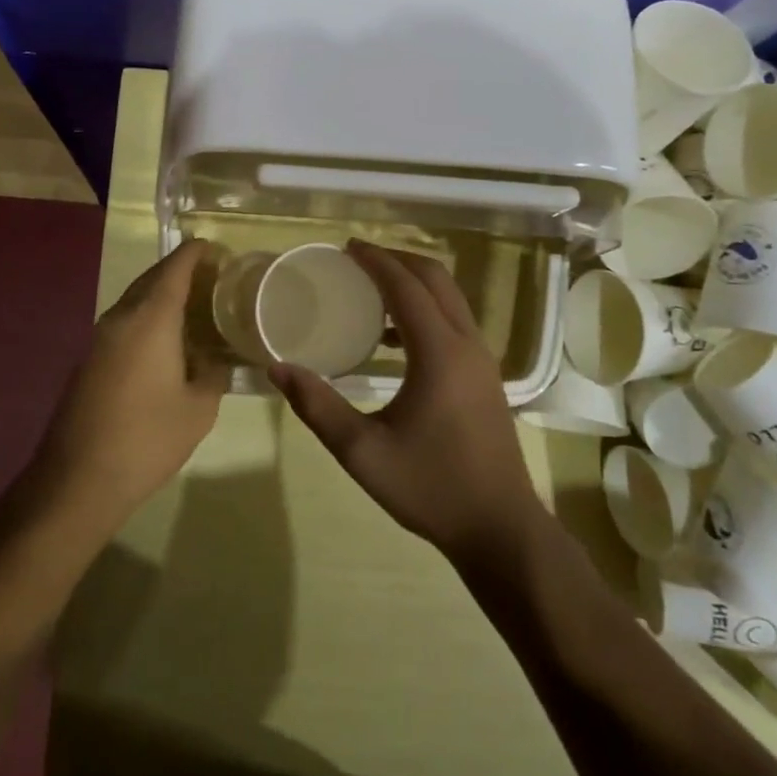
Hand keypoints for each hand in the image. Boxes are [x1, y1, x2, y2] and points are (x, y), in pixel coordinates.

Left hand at [33, 240, 229, 532]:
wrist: (78, 479)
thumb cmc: (148, 438)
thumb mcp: (199, 408)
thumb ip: (213, 374)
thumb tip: (215, 360)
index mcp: (151, 319)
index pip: (175, 268)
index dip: (196, 253)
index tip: (216, 248)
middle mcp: (121, 318)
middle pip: (152, 279)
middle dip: (180, 271)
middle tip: (212, 278)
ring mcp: (99, 338)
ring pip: (135, 301)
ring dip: (162, 296)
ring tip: (193, 307)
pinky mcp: (89, 360)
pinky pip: (124, 324)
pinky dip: (147, 319)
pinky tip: (165, 342)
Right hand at [271, 241, 546, 566]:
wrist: (499, 528)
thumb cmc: (431, 488)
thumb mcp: (362, 452)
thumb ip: (317, 406)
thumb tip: (277, 369)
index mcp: (439, 353)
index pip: (406, 287)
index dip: (375, 260)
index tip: (345, 247)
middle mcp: (466, 344)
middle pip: (435, 279)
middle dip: (397, 260)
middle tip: (357, 258)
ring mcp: (482, 360)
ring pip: (450, 299)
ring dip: (414, 283)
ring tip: (370, 289)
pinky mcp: (485, 376)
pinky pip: (455, 322)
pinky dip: (426, 309)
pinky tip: (393, 338)